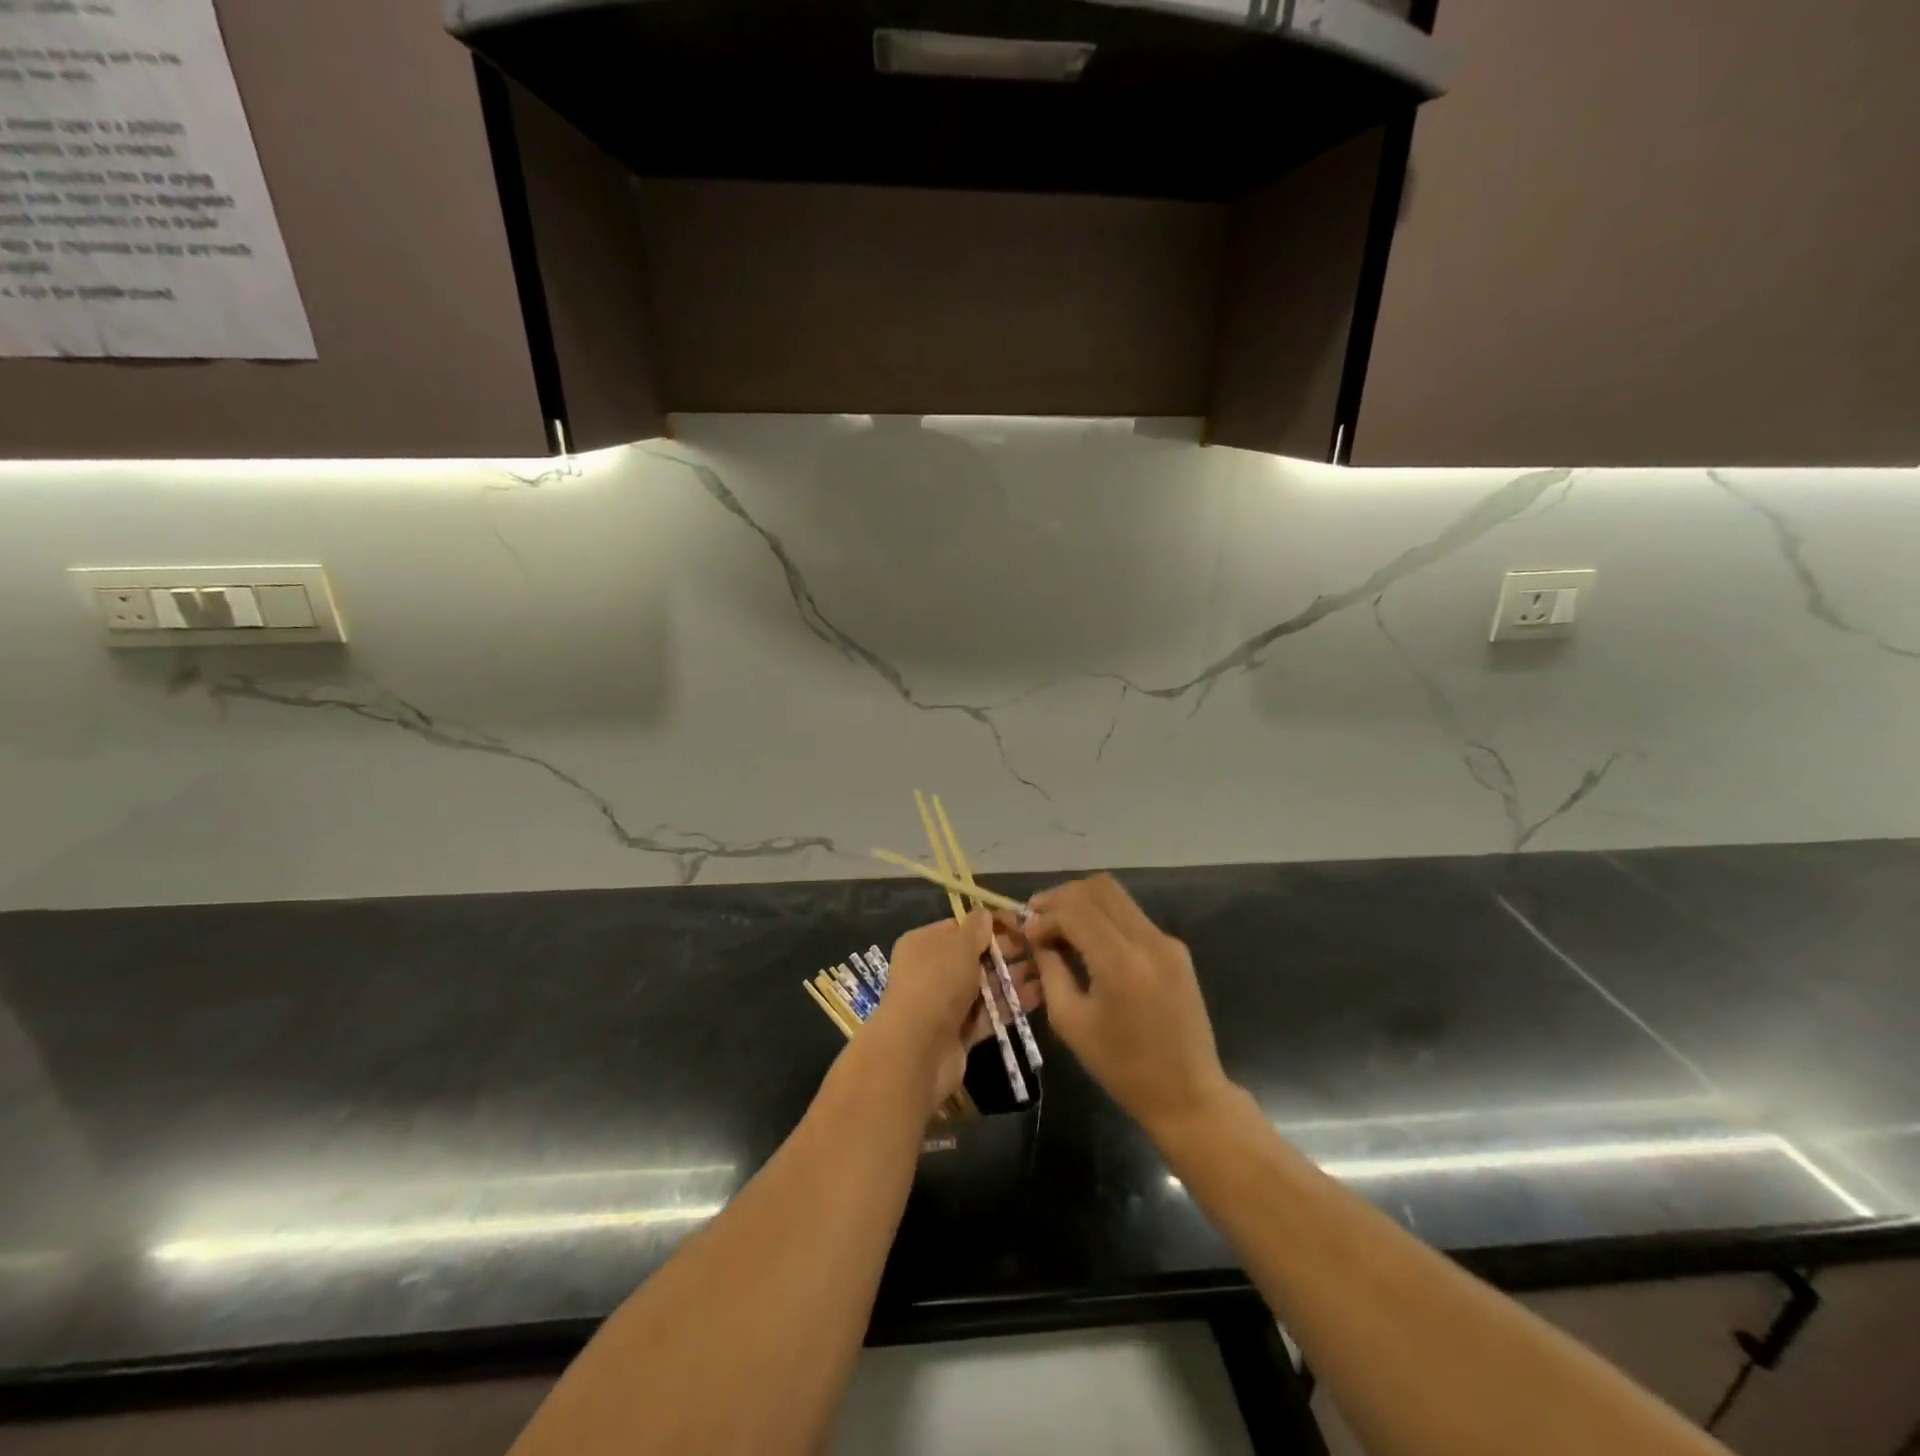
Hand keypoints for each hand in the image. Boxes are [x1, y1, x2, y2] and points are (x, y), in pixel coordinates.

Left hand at [865, 911, 1039, 1111]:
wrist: (917, 1051)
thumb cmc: (937, 983)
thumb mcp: (959, 946)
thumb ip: (976, 929)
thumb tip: (985, 913)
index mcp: (924, 943)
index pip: (961, 927)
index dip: (990, 924)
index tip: (1021, 923)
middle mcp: (932, 971)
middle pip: (974, 957)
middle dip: (1006, 952)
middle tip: (1039, 949)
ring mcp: (945, 1004)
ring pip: (984, 987)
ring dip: (1012, 979)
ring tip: (1047, 971)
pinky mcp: (959, 1033)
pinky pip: (988, 1014)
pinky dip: (1010, 1006)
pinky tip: (1039, 997)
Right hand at [1019, 875, 1232, 1136]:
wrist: (1187, 1095)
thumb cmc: (1122, 1067)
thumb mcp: (1071, 1022)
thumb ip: (1050, 971)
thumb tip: (1037, 939)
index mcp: (1120, 962)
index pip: (1074, 909)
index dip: (1044, 914)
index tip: (1026, 932)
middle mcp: (1148, 940)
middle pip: (1098, 888)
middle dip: (1063, 897)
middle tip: (1039, 918)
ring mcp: (1167, 942)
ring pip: (1117, 896)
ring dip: (1084, 903)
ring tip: (1060, 928)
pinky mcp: (1177, 949)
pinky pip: (1133, 917)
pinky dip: (1105, 918)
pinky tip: (1089, 943)